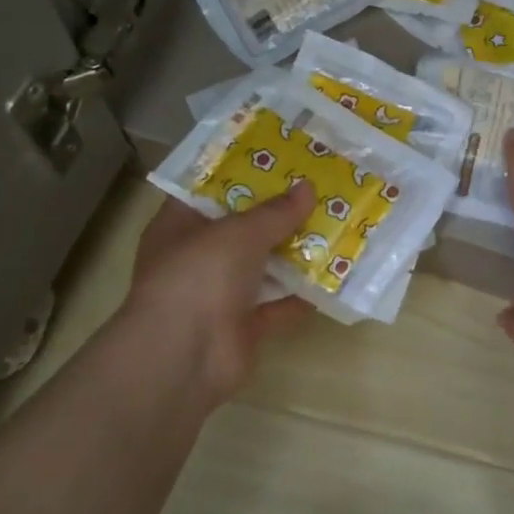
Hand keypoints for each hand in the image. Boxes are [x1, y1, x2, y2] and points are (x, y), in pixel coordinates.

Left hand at [121, 184, 316, 401]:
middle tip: (315, 187)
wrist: (185, 356)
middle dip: (276, 212)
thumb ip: (276, 211)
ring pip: (261, 266)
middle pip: (240, 228)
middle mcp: (196, 257)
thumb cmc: (199, 275)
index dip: (240, 173)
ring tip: (333, 223)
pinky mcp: (242, 325)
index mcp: (179, 226)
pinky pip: (277, 304)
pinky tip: (334, 274)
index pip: (208, 190)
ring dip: (293, 251)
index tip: (276, 157)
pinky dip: (301, 294)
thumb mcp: (240, 232)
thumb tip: (307, 187)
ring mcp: (218, 294)